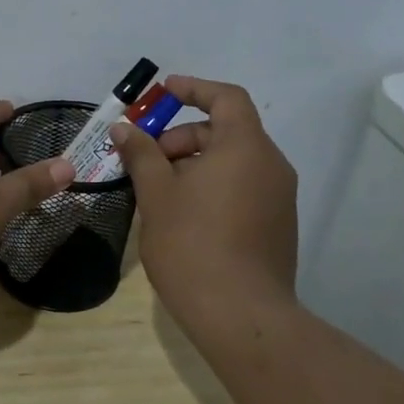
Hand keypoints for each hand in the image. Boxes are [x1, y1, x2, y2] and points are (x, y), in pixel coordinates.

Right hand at [108, 75, 298, 321]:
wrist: (240, 314)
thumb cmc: (193, 243)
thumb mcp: (157, 194)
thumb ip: (141, 154)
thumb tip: (124, 128)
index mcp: (245, 148)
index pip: (226, 98)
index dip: (193, 89)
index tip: (162, 93)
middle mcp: (271, 165)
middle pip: (226, 130)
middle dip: (183, 137)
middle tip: (147, 160)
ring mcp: (279, 198)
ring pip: (234, 162)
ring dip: (195, 163)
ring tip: (158, 191)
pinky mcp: (277, 226)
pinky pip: (243, 187)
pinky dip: (213, 185)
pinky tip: (183, 215)